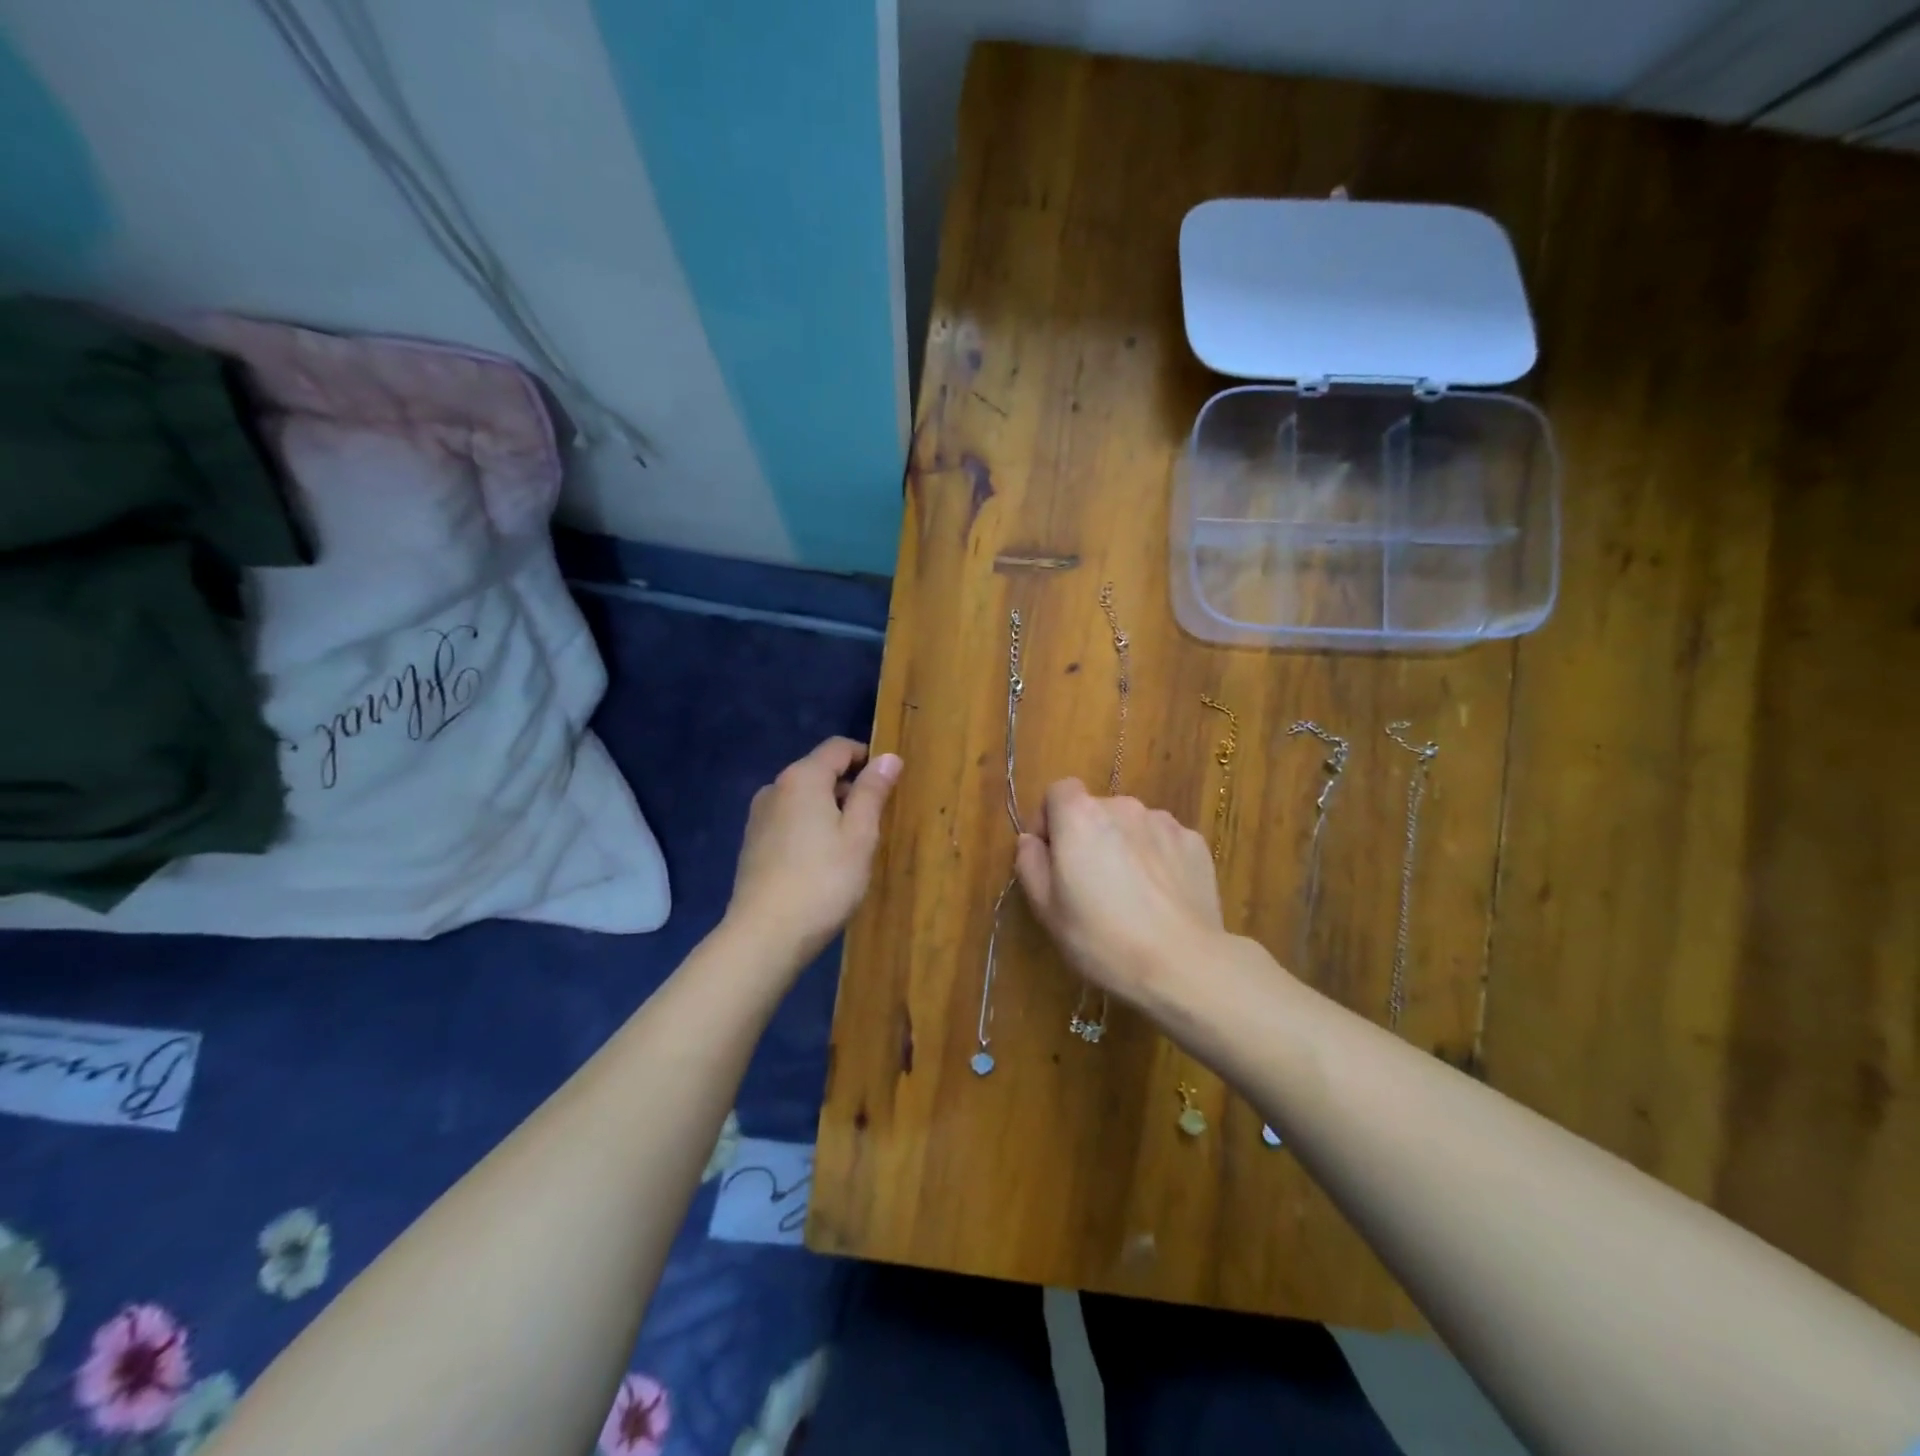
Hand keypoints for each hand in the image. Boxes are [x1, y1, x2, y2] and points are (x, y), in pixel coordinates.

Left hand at [727, 737, 901, 967]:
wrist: (765, 935)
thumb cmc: (823, 881)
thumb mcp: (859, 835)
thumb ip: (872, 792)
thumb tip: (888, 757)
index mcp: (802, 777)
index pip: (838, 747)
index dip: (867, 757)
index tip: (889, 783)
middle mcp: (775, 788)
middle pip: (819, 771)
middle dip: (849, 787)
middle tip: (876, 822)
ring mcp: (759, 816)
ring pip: (803, 798)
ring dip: (830, 810)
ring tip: (851, 846)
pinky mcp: (752, 843)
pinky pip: (789, 821)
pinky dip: (809, 828)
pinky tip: (822, 862)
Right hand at [1015, 779, 1224, 1004]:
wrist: (1182, 964)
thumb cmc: (1101, 938)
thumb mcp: (1046, 909)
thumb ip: (1030, 863)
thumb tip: (1031, 840)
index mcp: (1080, 816)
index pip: (1059, 791)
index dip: (1050, 819)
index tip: (1051, 856)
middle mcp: (1123, 807)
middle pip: (1096, 811)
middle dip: (1089, 838)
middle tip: (1090, 885)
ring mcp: (1164, 823)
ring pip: (1132, 827)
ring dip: (1124, 847)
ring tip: (1130, 894)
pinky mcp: (1195, 843)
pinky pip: (1164, 843)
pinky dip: (1157, 860)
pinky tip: (1160, 899)